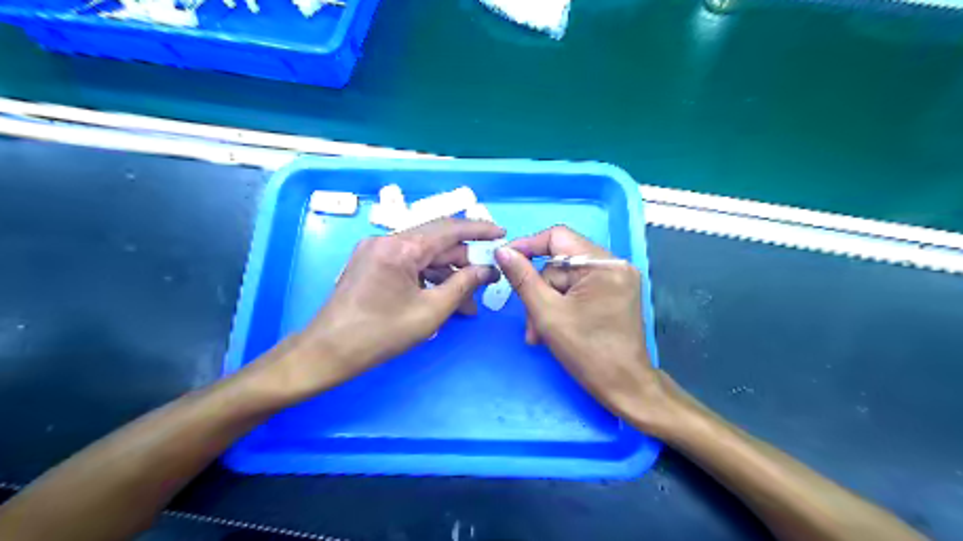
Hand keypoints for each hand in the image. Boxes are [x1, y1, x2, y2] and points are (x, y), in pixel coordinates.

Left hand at [273, 215, 504, 396]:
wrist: (327, 352)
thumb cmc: (380, 334)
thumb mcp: (430, 311)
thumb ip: (463, 285)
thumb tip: (487, 270)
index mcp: (400, 247)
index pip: (449, 229)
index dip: (479, 230)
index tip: (501, 234)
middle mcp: (387, 240)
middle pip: (437, 243)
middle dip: (464, 262)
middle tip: (487, 281)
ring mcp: (376, 251)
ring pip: (423, 256)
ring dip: (447, 275)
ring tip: (468, 302)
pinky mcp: (371, 263)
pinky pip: (408, 265)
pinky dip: (428, 279)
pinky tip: (443, 299)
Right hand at [496, 226, 676, 433]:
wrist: (625, 387)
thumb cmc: (587, 352)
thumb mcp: (547, 313)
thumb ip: (522, 279)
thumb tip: (502, 250)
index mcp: (603, 264)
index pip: (558, 237)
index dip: (528, 245)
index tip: (505, 260)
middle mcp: (615, 264)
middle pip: (561, 262)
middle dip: (540, 290)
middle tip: (530, 320)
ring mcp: (617, 279)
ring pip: (567, 278)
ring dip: (548, 302)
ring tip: (539, 332)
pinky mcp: (615, 293)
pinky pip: (579, 288)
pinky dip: (562, 304)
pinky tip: (555, 327)